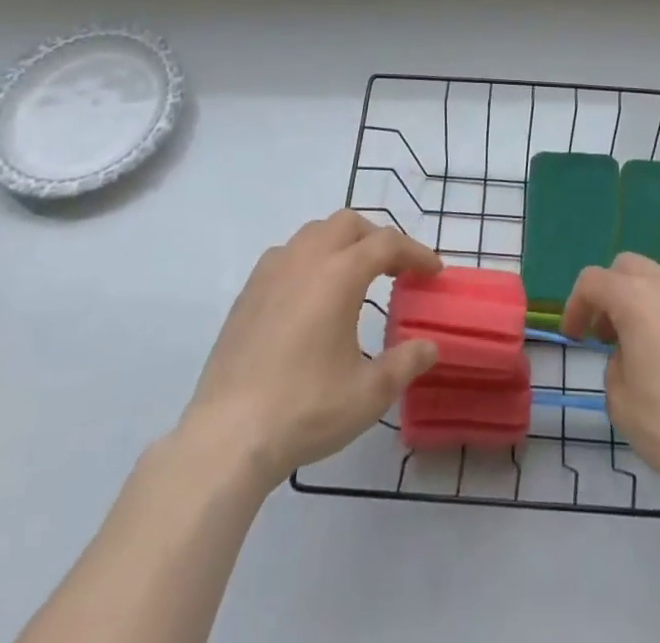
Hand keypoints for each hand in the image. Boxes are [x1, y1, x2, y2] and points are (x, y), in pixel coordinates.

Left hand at [182, 211, 442, 485]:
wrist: (227, 436)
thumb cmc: (305, 409)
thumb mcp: (368, 393)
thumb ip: (405, 363)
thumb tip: (430, 346)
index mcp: (339, 274)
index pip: (387, 243)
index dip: (415, 253)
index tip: (432, 272)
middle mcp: (305, 259)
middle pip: (348, 224)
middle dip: (376, 238)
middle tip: (394, 269)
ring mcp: (271, 272)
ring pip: (313, 233)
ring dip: (340, 243)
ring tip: (353, 277)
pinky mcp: (247, 293)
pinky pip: (286, 255)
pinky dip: (309, 259)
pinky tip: (310, 296)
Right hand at [562, 252, 659, 497]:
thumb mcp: (619, 399)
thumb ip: (614, 361)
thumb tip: (630, 353)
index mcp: (636, 298)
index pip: (592, 281)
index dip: (575, 305)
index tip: (575, 337)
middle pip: (628, 267)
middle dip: (611, 293)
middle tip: (609, 333)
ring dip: (646, 302)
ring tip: (649, 346)